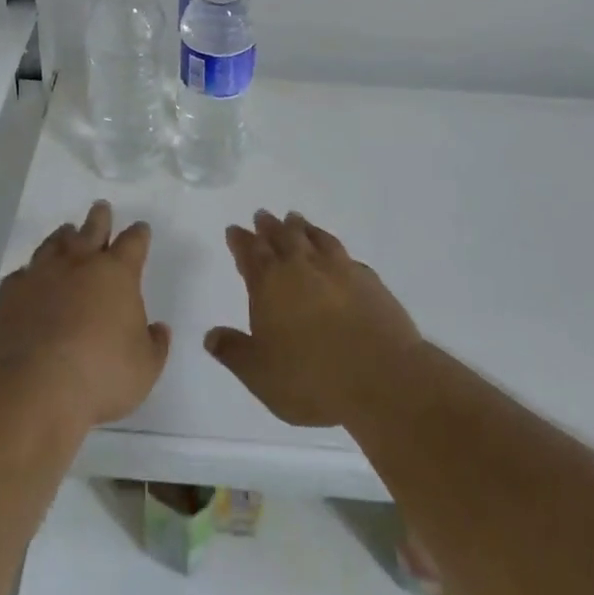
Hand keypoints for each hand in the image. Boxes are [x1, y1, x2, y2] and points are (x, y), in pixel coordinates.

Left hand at [0, 200, 170, 430]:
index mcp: (117, 274)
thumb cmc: (101, 375)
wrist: (34, 386)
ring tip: (66, 232)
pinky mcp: (10, 293)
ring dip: (63, 237)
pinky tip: (29, 277)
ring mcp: (41, 274)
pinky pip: (22, 274)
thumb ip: (155, 345)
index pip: (133, 243)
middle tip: (101, 208)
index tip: (141, 229)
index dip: (139, 234)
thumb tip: (158, 329)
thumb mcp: (145, 368)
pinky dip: (29, 273)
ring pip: (54, 244)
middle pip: (92, 229)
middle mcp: (79, 264)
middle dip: (99, 218)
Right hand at [206, 210, 422, 427]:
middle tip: (263, 215)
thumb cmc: (312, 378)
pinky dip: (334, 249)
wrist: (383, 379)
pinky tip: (337, 255)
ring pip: (315, 238)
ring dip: (302, 227)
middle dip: (269, 226)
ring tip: (296, 219)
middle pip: (282, 237)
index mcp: (270, 283)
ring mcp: (339, 269)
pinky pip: (345, 255)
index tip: (235, 229)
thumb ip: (234, 352)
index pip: (250, 253)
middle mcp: (302, 267)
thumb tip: (211, 335)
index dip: (240, 240)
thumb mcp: (260, 375)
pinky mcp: (369, 281)